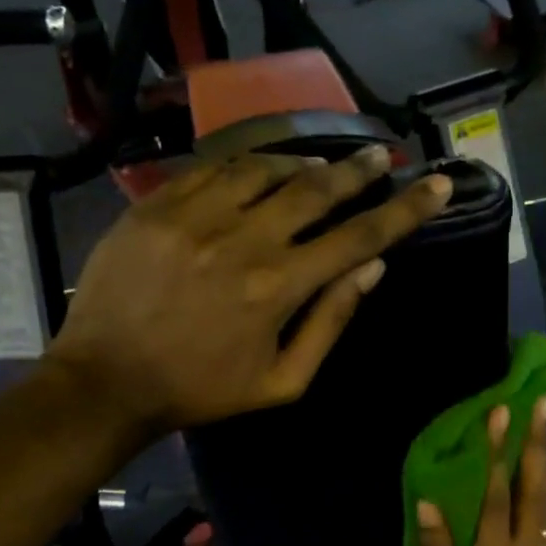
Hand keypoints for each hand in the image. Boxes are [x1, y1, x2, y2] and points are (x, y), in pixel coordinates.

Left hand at [50, 146, 451, 436]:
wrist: (107, 380)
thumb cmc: (202, 390)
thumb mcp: (281, 382)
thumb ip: (330, 323)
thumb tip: (373, 269)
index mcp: (278, 287)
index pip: (359, 236)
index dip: (406, 210)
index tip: (438, 185)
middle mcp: (242, 239)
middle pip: (317, 188)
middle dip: (359, 170)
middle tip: (383, 156)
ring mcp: (194, 215)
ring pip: (266, 169)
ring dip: (303, 164)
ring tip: (321, 168)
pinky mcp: (156, 205)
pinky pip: (213, 168)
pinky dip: (247, 166)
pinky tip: (260, 172)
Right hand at [408, 397, 545, 545]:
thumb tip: (431, 504)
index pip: (497, 496)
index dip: (498, 453)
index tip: (501, 413)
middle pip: (534, 491)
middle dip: (537, 445)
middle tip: (541, 404)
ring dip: (544, 464)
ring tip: (543, 428)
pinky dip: (543, 491)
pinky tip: (537, 477)